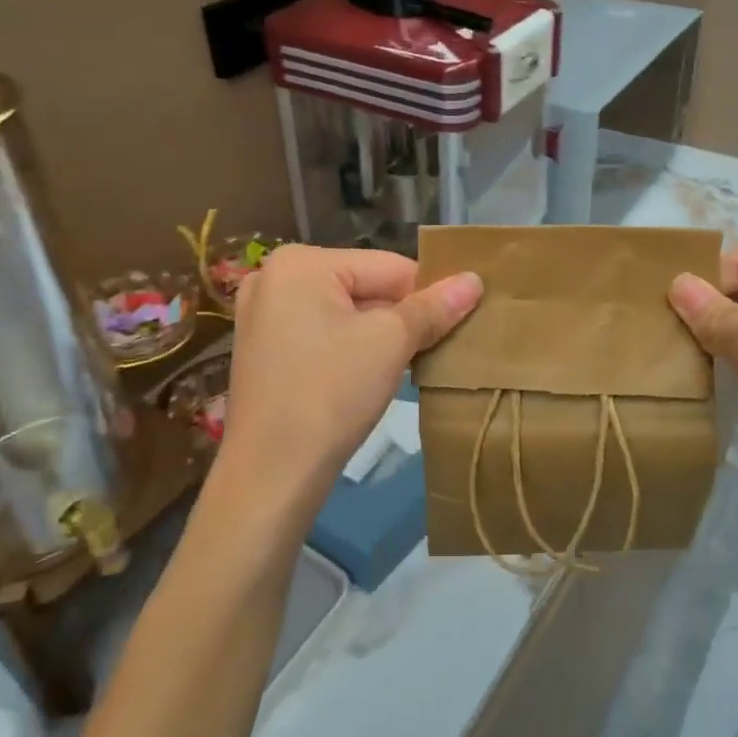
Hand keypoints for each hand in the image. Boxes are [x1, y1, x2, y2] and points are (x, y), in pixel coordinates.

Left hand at [219, 245, 481, 517]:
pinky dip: (352, 350)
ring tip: (410, 366)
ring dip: (380, 337)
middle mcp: (274, 278)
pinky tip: (372, 378)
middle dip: (402, 318)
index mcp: (301, 262)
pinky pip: (323, 335)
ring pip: (346, 314)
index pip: (389, 267)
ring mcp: (263, 316)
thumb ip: (434, 307)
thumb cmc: (331, 393)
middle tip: (437, 351)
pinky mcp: (264, 351)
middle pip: (365, 288)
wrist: (271, 474)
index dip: (428, 295)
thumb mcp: (390, 343)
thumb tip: (474, 280)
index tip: (458, 326)